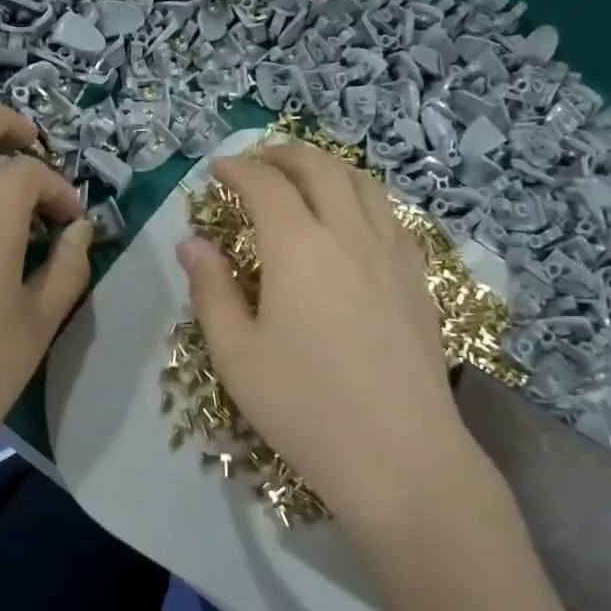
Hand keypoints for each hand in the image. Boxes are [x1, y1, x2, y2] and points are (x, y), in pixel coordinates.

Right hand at [177, 142, 498, 540]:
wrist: (400, 455)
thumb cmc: (304, 406)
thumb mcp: (236, 354)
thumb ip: (211, 290)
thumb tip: (192, 244)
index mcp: (298, 247)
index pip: (265, 185)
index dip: (237, 169)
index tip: (217, 170)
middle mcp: (349, 234)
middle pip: (320, 169)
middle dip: (284, 154)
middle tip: (258, 160)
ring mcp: (392, 253)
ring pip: (363, 184)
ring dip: (329, 167)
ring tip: (306, 176)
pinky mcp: (418, 278)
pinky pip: (391, 214)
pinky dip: (363, 196)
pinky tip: (355, 219)